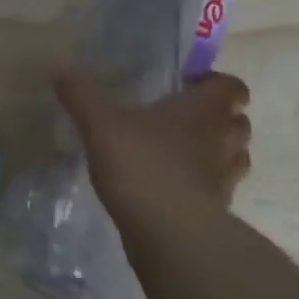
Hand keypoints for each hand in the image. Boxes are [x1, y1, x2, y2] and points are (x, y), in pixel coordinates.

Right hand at [54, 71, 252, 234]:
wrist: (169, 231)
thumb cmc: (141, 164)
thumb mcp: (100, 124)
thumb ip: (81, 95)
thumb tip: (60, 68)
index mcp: (205, 109)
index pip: (231, 86)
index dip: (213, 83)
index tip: (187, 86)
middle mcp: (225, 138)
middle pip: (238, 121)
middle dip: (217, 118)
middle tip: (182, 119)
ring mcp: (226, 177)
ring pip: (234, 156)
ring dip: (216, 152)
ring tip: (182, 153)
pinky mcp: (220, 209)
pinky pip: (219, 188)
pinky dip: (204, 184)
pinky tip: (175, 187)